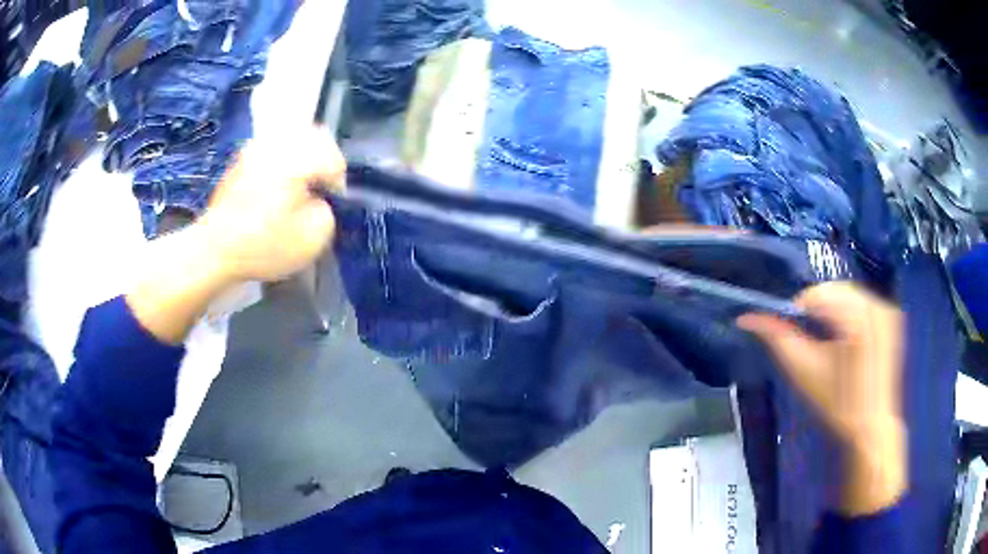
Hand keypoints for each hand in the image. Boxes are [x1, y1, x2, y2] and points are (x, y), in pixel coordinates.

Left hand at [127, 128, 344, 344]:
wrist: (213, 250)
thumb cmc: (262, 246)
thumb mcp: (311, 239)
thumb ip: (327, 212)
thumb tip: (318, 198)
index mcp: (297, 160)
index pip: (333, 158)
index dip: (337, 182)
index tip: (331, 203)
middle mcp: (277, 145)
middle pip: (315, 136)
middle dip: (324, 160)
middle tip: (320, 187)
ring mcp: (256, 148)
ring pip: (293, 136)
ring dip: (304, 156)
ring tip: (300, 184)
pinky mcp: (242, 158)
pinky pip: (273, 146)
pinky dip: (283, 159)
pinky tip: (277, 184)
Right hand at [737, 282, 906, 515]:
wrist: (870, 424)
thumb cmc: (836, 402)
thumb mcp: (803, 371)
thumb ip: (777, 337)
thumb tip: (745, 317)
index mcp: (857, 318)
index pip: (817, 294)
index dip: (800, 311)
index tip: (796, 335)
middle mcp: (876, 305)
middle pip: (834, 290)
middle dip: (818, 309)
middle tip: (811, 338)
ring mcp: (887, 309)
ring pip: (849, 293)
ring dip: (834, 309)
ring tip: (829, 339)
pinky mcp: (892, 315)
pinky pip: (863, 301)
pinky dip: (850, 312)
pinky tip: (848, 338)